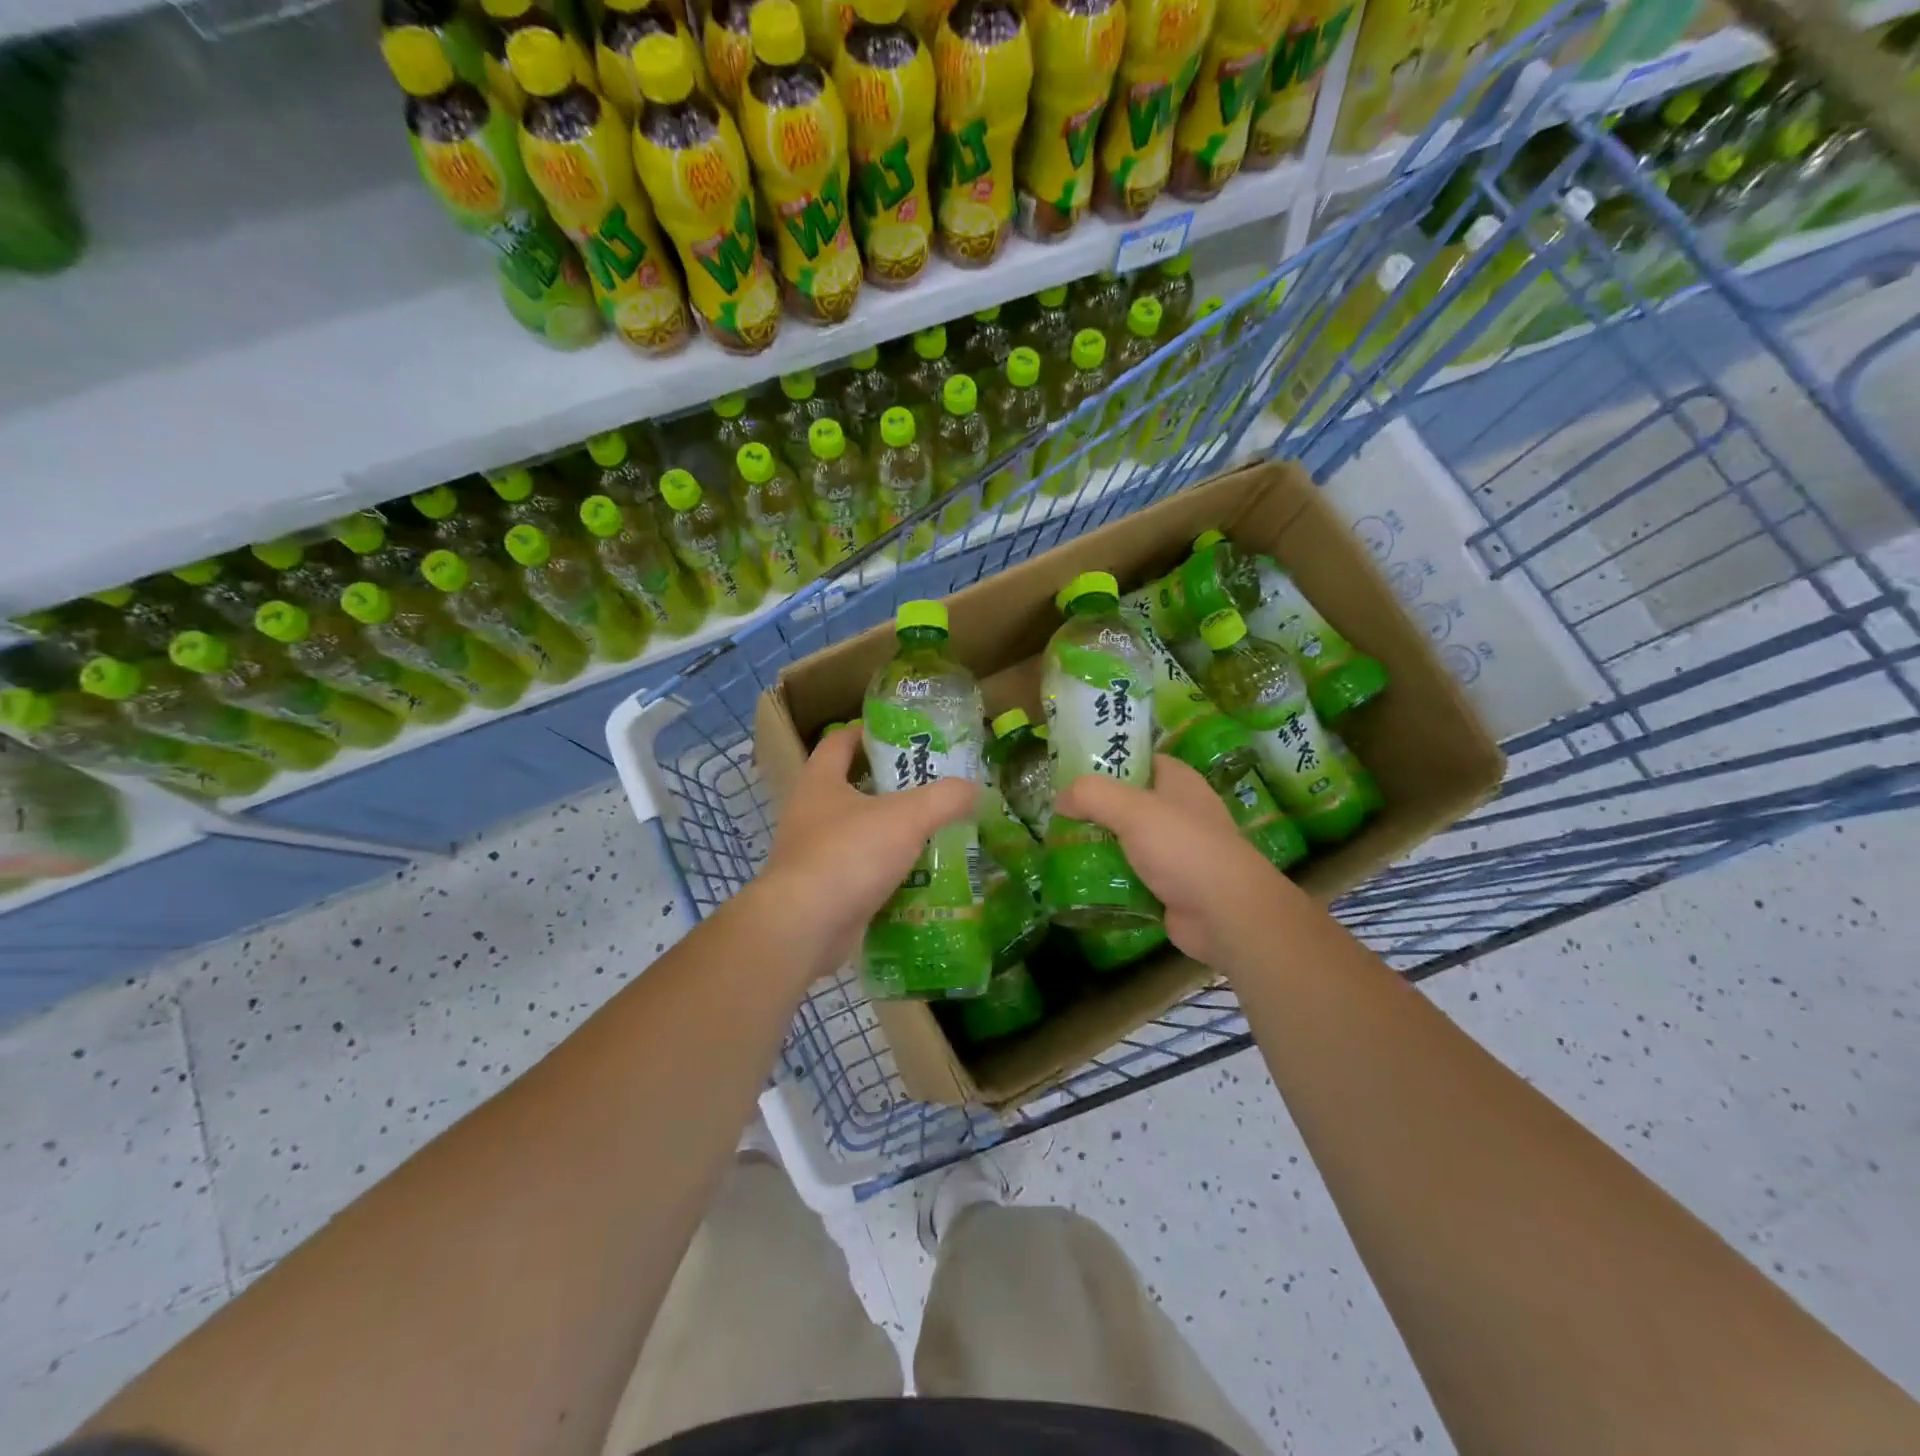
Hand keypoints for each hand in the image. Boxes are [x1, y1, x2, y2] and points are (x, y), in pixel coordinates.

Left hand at [760, 724, 977, 974]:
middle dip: (890, 786)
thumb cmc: (849, 854)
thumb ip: (946, 798)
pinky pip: (860, 872)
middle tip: (931, 786)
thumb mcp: (907, 817)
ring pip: (859, 833)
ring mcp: (812, 854)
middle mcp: (810, 813)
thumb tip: (974, 789)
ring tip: (933, 832)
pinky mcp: (822, 891)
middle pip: (852, 787)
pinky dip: (886, 873)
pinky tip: (919, 878)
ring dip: (891, 832)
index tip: (902, 734)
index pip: (840, 741)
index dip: (868, 732)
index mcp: (820, 781)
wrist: (804, 927)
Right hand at [1055, 754, 1294, 967]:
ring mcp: (1176, 852)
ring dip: (1099, 846)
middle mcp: (1180, 812)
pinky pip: (1131, 875)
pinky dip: (1109, 878)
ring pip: (1127, 841)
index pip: (1140, 760)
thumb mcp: (1132, 810)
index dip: (1109, 760)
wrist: (1225, 914)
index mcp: (1179, 782)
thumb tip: (1060, 798)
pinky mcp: (1170, 886)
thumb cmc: (1183, 848)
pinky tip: (1080, 880)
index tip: (1072, 770)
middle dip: (1095, 808)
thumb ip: (1092, 795)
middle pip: (1129, 802)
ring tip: (1059, 846)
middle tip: (1058, 813)